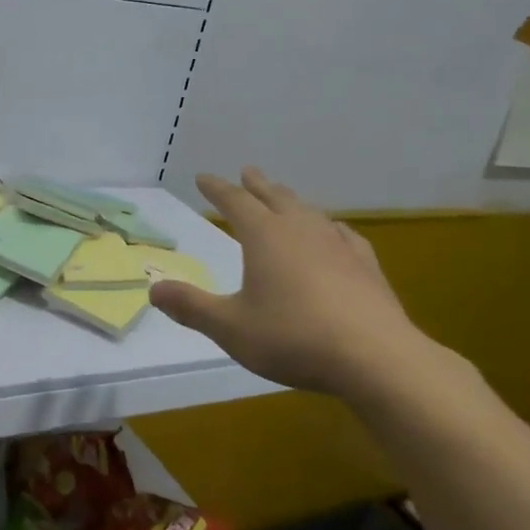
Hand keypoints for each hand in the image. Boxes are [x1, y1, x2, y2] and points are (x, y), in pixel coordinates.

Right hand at [148, 167, 435, 405]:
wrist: (375, 357)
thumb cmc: (293, 338)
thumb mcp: (230, 327)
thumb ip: (191, 307)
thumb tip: (153, 290)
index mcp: (265, 237)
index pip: (235, 202)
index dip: (217, 189)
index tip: (204, 178)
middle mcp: (301, 230)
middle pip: (275, 197)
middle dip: (256, 185)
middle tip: (247, 171)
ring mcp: (338, 245)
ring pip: (309, 211)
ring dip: (291, 200)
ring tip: (284, 197)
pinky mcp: (365, 266)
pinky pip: (342, 234)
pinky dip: (329, 226)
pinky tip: (335, 232)